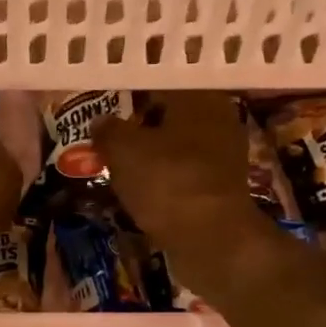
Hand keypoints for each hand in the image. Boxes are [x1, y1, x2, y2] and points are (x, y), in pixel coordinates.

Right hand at [93, 93, 271, 260]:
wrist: (211, 239)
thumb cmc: (166, 181)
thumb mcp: (122, 150)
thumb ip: (108, 130)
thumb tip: (101, 122)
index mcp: (198, 98)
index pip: (157, 87)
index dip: (127, 100)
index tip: (104, 116)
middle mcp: (218, 121)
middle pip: (169, 119)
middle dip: (139, 132)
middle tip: (107, 146)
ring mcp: (224, 158)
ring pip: (177, 150)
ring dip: (151, 161)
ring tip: (119, 173)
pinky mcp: (222, 191)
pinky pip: (184, 178)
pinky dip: (163, 184)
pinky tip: (142, 196)